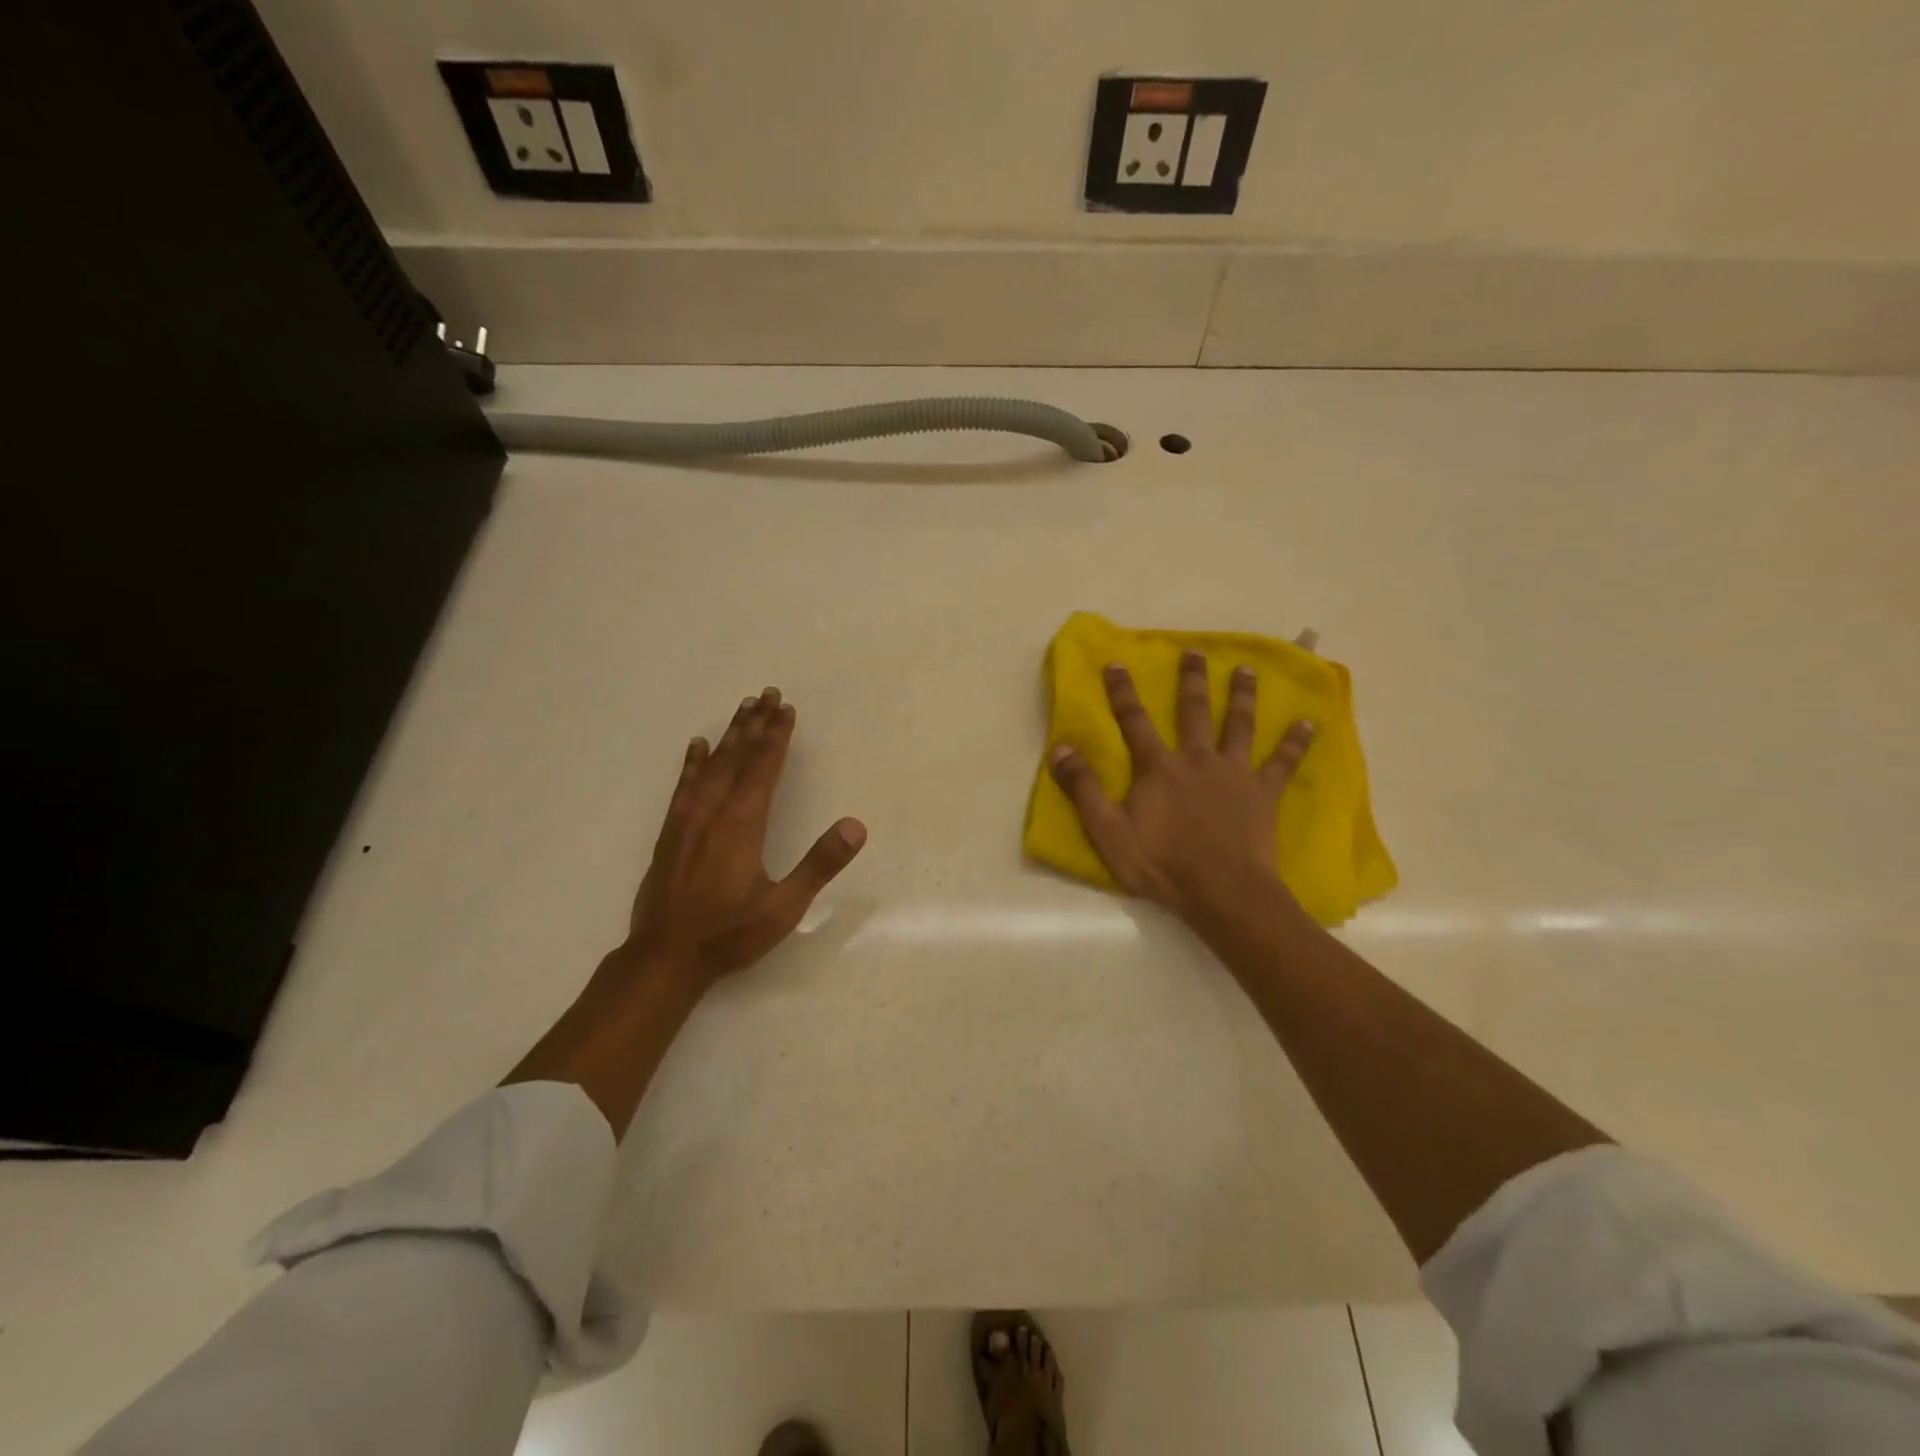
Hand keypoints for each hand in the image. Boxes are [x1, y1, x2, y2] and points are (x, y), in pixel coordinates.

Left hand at [621, 687, 865, 990]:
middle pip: (737, 758)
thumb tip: (856, 826)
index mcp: (743, 825)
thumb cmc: (729, 934)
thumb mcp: (784, 907)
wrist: (665, 958)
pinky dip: (691, 763)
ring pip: (710, 766)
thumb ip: (819, 865)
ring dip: (728, 735)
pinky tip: (695, 747)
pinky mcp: (670, 834)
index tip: (786, 709)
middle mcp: (713, 813)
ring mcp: (688, 821)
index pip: (763, 769)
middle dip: (755, 724)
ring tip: (741, 708)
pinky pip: (683, 787)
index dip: (777, 737)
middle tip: (766, 693)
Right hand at [1048, 652, 1313, 927]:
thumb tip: (1060, 747)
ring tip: (1246, 669)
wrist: (1222, 892)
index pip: (1134, 721)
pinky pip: (1282, 762)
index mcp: (1158, 768)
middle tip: (1195, 651)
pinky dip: (1295, 743)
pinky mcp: (1263, 793)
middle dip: (1191, 680)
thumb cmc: (1162, 864)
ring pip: (1238, 725)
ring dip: (1242, 696)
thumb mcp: (1108, 830)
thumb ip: (1083, 788)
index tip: (1118, 663)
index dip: (1123, 692)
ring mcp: (1234, 774)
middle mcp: (1197, 759)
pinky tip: (1308, 723)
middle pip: (1193, 712)